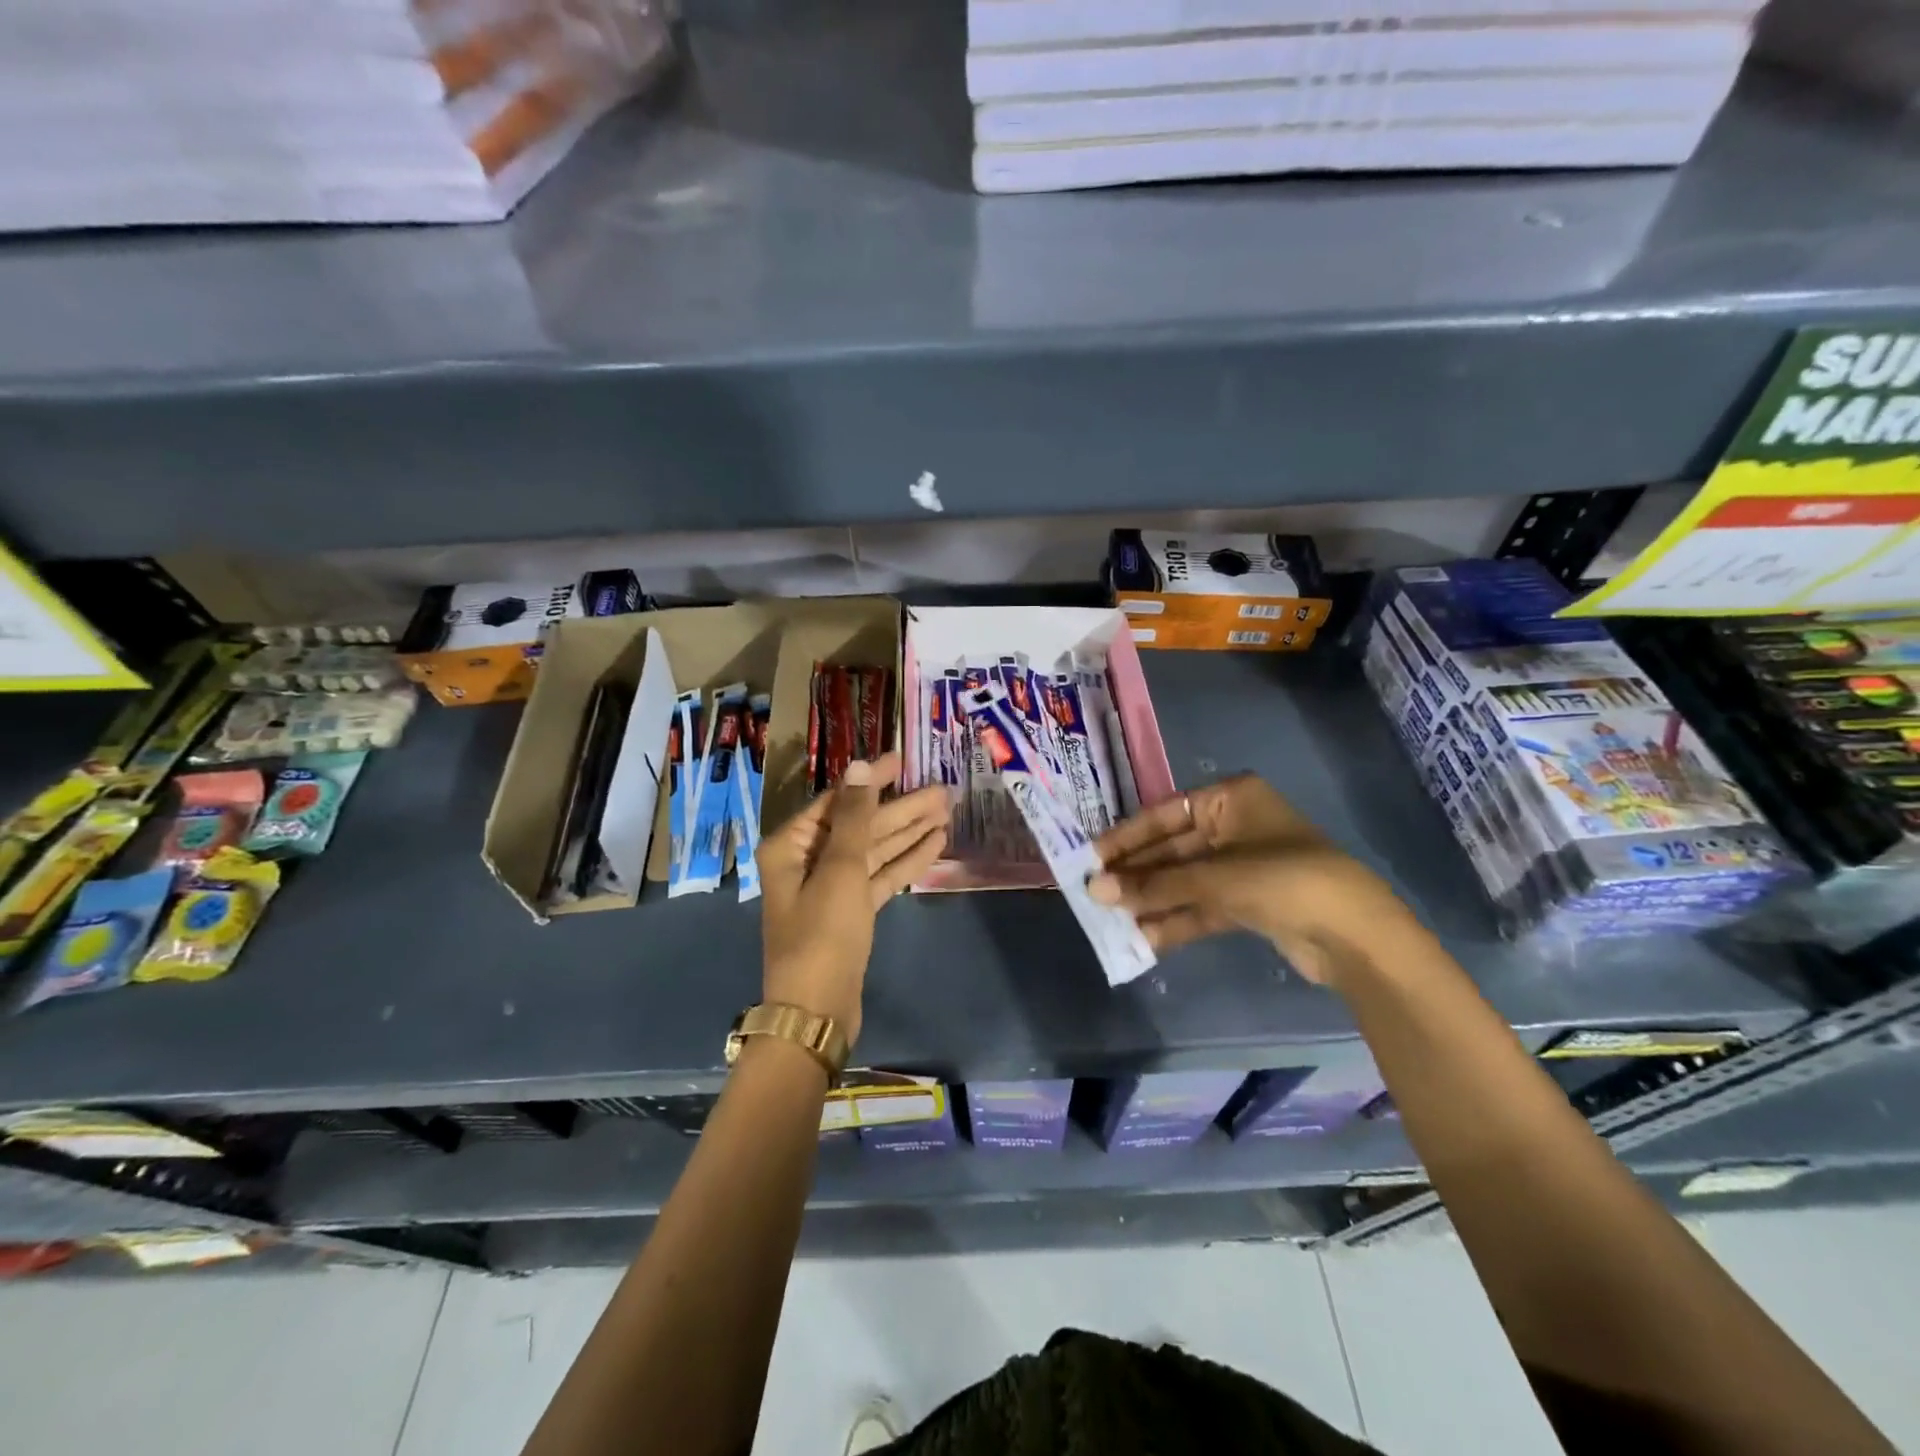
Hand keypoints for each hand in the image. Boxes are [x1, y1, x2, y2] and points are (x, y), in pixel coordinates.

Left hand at [757, 753, 947, 1045]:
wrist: (817, 1010)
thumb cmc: (823, 933)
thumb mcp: (841, 869)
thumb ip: (856, 816)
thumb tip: (861, 766)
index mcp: (792, 845)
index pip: (838, 801)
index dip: (872, 780)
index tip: (904, 760)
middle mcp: (808, 861)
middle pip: (860, 825)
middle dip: (901, 808)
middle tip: (942, 790)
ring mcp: (830, 888)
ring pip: (874, 851)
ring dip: (909, 832)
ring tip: (947, 811)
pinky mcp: (851, 912)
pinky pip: (879, 876)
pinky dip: (905, 861)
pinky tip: (935, 844)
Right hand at [1089, 774, 1407, 986]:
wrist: (1356, 936)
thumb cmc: (1284, 881)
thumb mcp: (1215, 877)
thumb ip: (1155, 884)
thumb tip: (1096, 891)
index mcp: (1230, 799)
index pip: (1164, 814)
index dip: (1126, 838)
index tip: (1091, 858)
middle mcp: (1233, 826)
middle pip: (1171, 849)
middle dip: (1136, 874)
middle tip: (1095, 893)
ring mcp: (1242, 866)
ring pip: (1184, 880)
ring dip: (1151, 900)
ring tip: (1111, 919)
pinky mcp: (1248, 903)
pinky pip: (1201, 905)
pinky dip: (1175, 919)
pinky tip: (1143, 937)